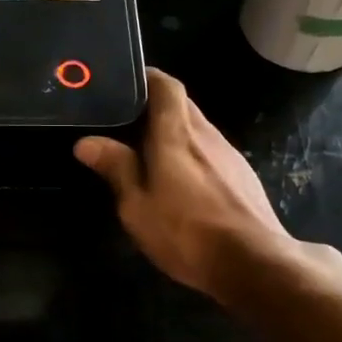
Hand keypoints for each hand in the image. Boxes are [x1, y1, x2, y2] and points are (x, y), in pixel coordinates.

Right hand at [75, 68, 335, 298]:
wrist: (254, 263)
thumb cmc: (186, 233)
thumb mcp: (137, 206)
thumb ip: (116, 168)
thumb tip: (87, 142)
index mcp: (176, 134)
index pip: (166, 85)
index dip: (147, 78)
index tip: (124, 84)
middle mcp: (206, 135)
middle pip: (182, 104)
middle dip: (155, 106)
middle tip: (125, 121)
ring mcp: (229, 155)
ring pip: (197, 128)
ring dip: (173, 132)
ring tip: (147, 152)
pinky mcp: (242, 176)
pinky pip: (210, 151)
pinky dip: (191, 154)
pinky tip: (180, 181)